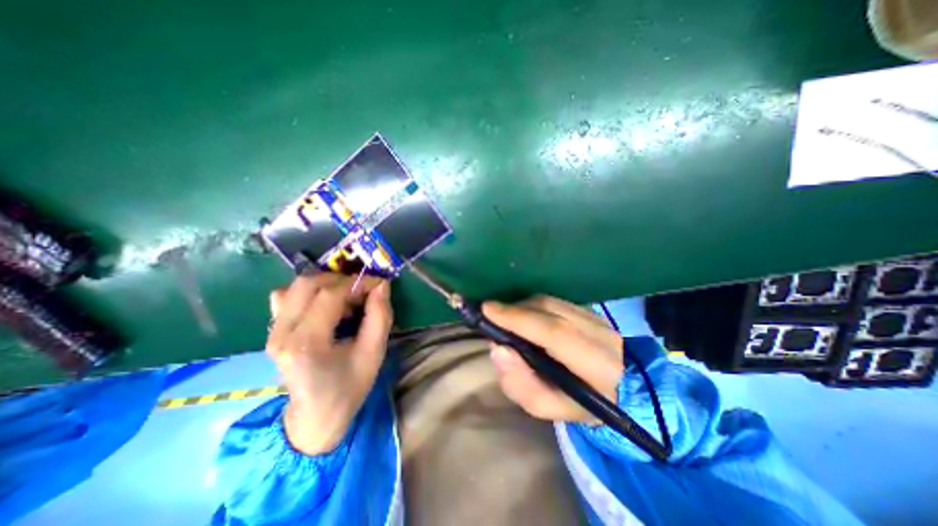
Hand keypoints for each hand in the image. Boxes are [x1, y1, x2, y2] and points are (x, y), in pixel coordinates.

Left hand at [267, 274, 392, 453]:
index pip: (330, 295)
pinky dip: (310, 292)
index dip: (358, 283)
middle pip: (309, 283)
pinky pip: (286, 296)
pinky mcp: (273, 330)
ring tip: (346, 298)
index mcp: (307, 343)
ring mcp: (272, 331)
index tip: (379, 284)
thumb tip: (382, 285)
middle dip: (342, 280)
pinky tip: (325, 305)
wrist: (314, 417)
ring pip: (297, 286)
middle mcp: (282, 333)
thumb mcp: (373, 353)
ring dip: (327, 284)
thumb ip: (380, 316)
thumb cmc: (349, 387)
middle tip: (363, 291)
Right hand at [484, 298, 620, 425]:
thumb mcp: (547, 407)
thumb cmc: (577, 403)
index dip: (519, 318)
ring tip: (505, 317)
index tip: (488, 310)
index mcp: (597, 365)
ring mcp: (597, 316)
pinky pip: (553, 300)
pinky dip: (532, 305)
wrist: (617, 388)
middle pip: (549, 310)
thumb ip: (520, 384)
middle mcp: (601, 333)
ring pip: (550, 301)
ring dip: (522, 306)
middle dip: (515, 309)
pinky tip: (523, 315)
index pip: (554, 332)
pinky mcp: (589, 308)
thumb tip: (498, 349)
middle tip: (490, 312)